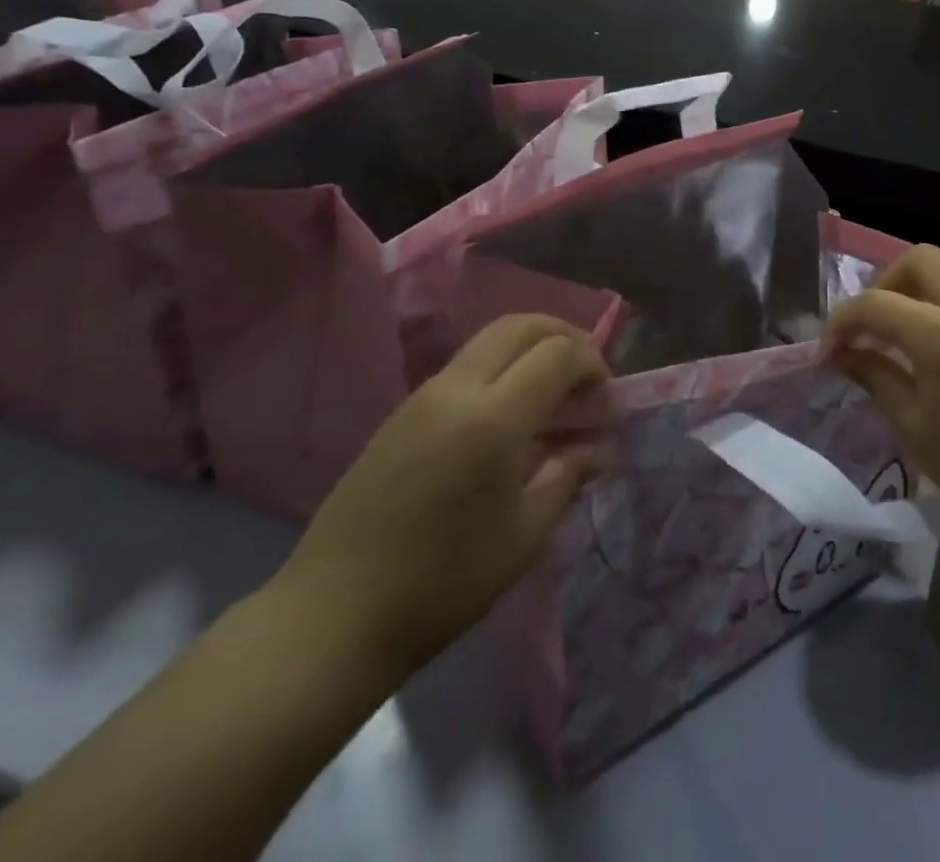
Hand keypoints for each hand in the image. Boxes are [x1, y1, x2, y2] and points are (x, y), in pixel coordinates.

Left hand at [272, 316, 611, 688]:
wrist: (334, 614)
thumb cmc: (443, 582)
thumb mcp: (524, 536)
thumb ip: (567, 476)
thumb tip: (596, 447)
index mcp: (494, 417)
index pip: (557, 352)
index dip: (592, 363)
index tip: (605, 398)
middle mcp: (458, 388)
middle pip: (521, 325)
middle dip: (563, 335)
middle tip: (585, 374)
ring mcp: (423, 395)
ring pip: (489, 338)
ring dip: (529, 348)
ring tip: (550, 392)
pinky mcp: (402, 411)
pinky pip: (464, 366)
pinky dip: (499, 367)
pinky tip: (506, 415)